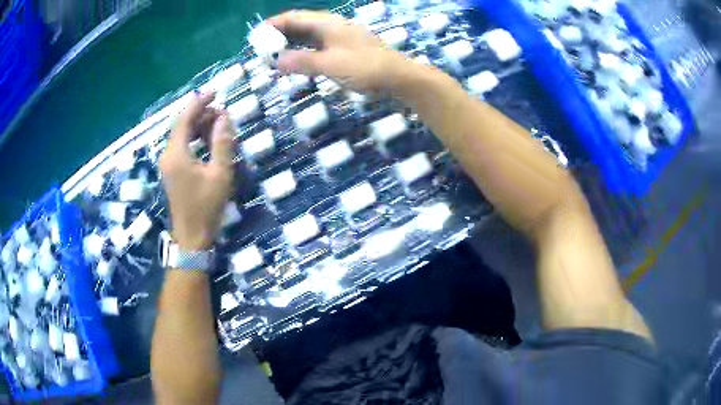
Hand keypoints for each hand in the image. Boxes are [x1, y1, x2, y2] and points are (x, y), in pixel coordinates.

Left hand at [160, 93, 235, 250]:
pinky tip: (209, 140)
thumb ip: (222, 143)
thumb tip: (224, 117)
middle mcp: (168, 154)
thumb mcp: (220, 173)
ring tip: (219, 123)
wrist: (192, 237)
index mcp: (176, 153)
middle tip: (223, 111)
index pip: (185, 118)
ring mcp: (168, 163)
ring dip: (199, 126)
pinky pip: (182, 146)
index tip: (215, 91)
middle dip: (201, 114)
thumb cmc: (206, 207)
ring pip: (182, 135)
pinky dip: (195, 138)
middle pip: (182, 125)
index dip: (199, 102)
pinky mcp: (172, 171)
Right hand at [270, 10, 409, 93]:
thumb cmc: (365, 68)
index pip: (294, 17)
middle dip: (278, 35)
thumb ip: (302, 62)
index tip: (256, 36)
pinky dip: (302, 53)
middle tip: (261, 50)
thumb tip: (276, 61)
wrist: (397, 78)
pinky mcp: (342, 50)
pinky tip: (294, 62)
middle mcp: (331, 27)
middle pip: (299, 26)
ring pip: (307, 37)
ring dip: (289, 45)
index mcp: (327, 24)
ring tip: (272, 57)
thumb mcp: (330, 64)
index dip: (273, 24)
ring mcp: (337, 38)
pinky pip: (316, 48)